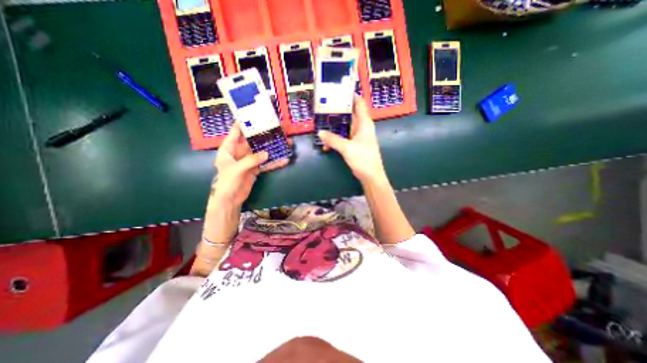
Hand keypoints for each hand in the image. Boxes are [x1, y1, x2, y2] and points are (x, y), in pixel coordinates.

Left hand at [213, 122, 287, 206]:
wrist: (230, 199)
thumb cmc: (226, 182)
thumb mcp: (236, 169)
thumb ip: (251, 160)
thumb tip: (267, 153)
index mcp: (229, 148)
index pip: (236, 132)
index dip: (245, 123)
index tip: (256, 116)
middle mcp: (239, 152)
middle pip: (253, 141)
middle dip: (265, 136)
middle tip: (277, 129)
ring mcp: (249, 161)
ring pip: (262, 152)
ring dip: (273, 148)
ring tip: (285, 143)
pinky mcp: (255, 169)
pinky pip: (266, 163)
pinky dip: (274, 162)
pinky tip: (284, 160)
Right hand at [317, 95, 381, 183]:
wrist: (371, 176)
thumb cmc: (363, 159)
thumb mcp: (347, 148)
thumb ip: (333, 140)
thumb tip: (320, 132)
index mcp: (364, 123)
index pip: (359, 103)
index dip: (350, 95)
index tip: (337, 90)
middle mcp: (361, 127)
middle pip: (349, 114)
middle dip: (336, 112)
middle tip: (322, 108)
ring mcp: (357, 136)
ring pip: (344, 127)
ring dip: (334, 127)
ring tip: (321, 124)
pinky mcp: (353, 144)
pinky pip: (343, 137)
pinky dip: (335, 139)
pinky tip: (326, 143)